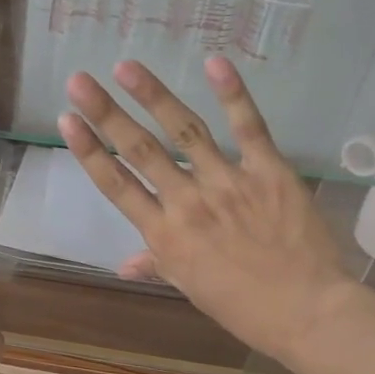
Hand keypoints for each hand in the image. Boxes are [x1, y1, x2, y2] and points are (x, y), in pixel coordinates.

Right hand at [57, 58, 355, 364]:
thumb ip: (155, 265)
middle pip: (140, 151)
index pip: (116, 185)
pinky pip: (249, 128)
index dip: (89, 151)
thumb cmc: (242, 305)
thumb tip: (123, 265)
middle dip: (106, 114)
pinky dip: (233, 94)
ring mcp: (228, 183)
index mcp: (164, 234)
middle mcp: (187, 202)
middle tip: (79, 81)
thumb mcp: (189, 287)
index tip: (67, 121)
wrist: (307, 312)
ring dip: (153, 96)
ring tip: (126, 66)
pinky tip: (214, 62)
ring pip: (185, 131)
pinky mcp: (268, 172)